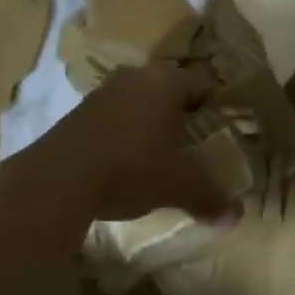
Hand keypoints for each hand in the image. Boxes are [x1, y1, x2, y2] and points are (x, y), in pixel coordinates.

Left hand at [38, 63, 239, 223]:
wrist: (58, 179)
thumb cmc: (130, 168)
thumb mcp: (178, 185)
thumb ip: (209, 196)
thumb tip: (236, 217)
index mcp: (166, 82)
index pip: (202, 84)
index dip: (214, 106)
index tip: (220, 129)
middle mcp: (136, 76)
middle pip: (169, 89)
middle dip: (181, 114)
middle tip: (193, 142)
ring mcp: (103, 91)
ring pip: (139, 100)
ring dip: (149, 122)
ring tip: (158, 154)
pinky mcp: (78, 112)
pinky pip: (114, 115)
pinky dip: (124, 132)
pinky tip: (124, 161)